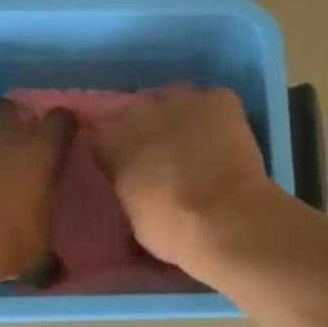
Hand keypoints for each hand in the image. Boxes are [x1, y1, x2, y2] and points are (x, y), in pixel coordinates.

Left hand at [0, 99, 76, 283]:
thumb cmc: (11, 242)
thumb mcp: (39, 255)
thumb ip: (49, 257)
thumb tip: (57, 274)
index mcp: (39, 156)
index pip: (59, 121)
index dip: (62, 123)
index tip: (63, 132)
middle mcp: (4, 142)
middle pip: (5, 107)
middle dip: (7, 117)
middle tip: (9, 142)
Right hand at [90, 87, 275, 269]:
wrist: (225, 220)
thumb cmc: (170, 229)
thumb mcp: (132, 215)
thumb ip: (128, 188)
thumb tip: (136, 188)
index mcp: (110, 140)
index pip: (102, 133)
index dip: (117, 149)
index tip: (128, 166)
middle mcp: (139, 109)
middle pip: (138, 111)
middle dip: (148, 130)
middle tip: (163, 158)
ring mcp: (181, 97)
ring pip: (175, 101)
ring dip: (180, 119)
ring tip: (197, 146)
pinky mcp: (220, 97)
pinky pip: (213, 101)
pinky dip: (216, 118)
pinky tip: (225, 141)